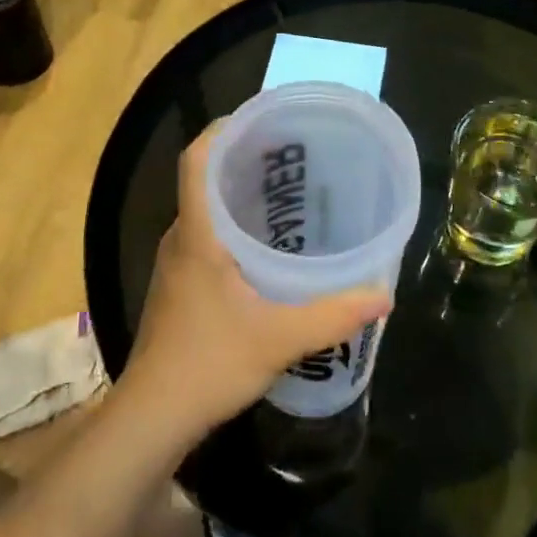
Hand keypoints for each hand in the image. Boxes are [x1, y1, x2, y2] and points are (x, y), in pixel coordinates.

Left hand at [124, 123, 392, 434]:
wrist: (152, 418)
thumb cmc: (209, 363)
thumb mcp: (280, 338)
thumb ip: (334, 314)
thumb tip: (384, 294)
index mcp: (197, 234)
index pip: (197, 160)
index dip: (222, 129)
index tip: (260, 119)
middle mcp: (181, 238)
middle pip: (205, 179)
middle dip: (244, 158)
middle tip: (293, 154)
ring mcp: (175, 263)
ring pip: (205, 210)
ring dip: (239, 194)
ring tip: (288, 192)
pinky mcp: (179, 286)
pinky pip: (206, 236)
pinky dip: (234, 226)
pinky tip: (267, 246)